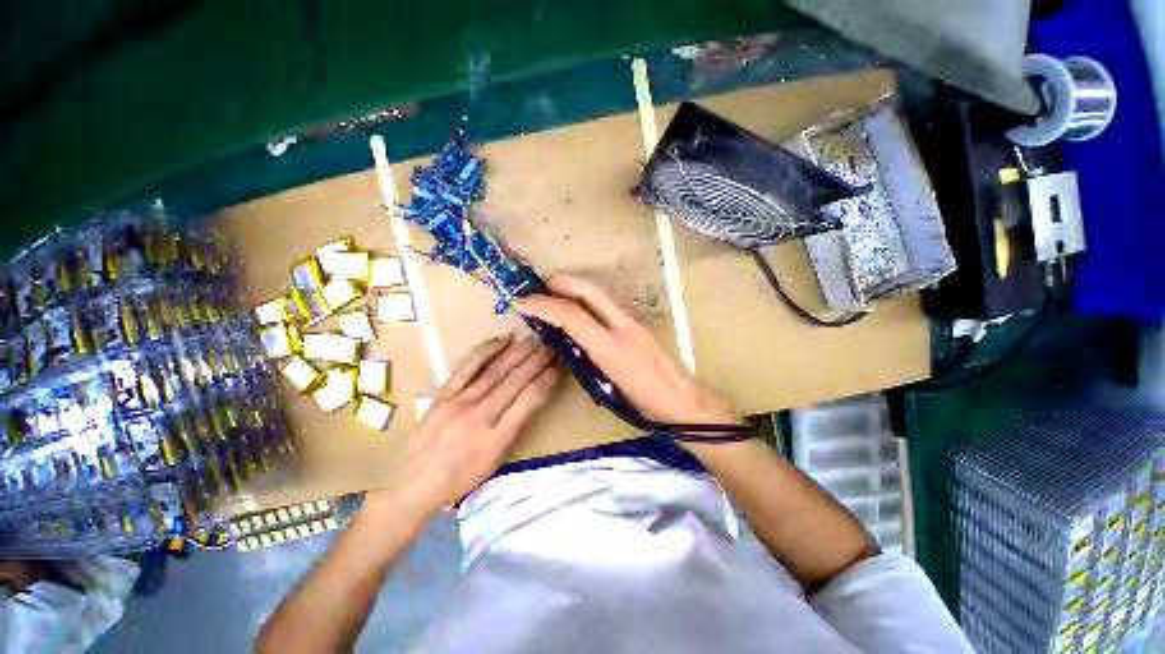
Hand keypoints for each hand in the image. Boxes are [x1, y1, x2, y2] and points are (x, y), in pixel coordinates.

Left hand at [396, 334, 559, 513]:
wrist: (413, 485)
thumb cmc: (461, 478)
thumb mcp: (495, 461)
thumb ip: (515, 427)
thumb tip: (532, 395)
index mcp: (496, 438)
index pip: (529, 400)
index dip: (546, 380)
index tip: (558, 367)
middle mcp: (480, 415)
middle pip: (515, 380)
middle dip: (537, 360)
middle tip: (552, 345)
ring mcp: (459, 401)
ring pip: (496, 370)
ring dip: (518, 352)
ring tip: (535, 339)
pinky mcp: (444, 394)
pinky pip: (468, 366)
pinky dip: (487, 350)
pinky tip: (502, 340)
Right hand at [516, 274, 737, 427]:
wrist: (684, 401)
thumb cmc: (646, 404)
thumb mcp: (609, 387)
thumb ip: (587, 359)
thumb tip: (567, 342)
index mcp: (612, 346)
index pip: (572, 315)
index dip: (544, 306)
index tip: (521, 303)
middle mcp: (623, 325)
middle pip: (589, 290)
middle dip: (561, 283)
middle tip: (539, 289)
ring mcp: (634, 321)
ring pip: (599, 293)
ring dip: (573, 288)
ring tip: (554, 295)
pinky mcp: (638, 324)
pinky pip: (607, 304)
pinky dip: (587, 300)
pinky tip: (579, 310)